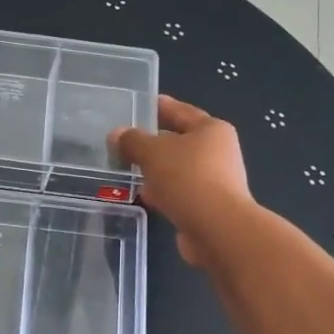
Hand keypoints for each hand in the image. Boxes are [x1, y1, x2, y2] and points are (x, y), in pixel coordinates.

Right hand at [112, 95, 253, 266]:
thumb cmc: (188, 178)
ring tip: (127, 169)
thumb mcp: (153, 152)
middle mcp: (218, 152)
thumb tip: (116, 135)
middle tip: (125, 141)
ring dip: (155, 170)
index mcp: (211, 130)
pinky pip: (178, 192)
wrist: (217, 230)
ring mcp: (215, 181)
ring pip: (177, 169)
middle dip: (153, 142)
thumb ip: (132, 141)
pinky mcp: (207, 207)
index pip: (181, 111)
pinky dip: (162, 192)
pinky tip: (143, 195)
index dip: (159, 106)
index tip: (140, 104)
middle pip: (179, 141)